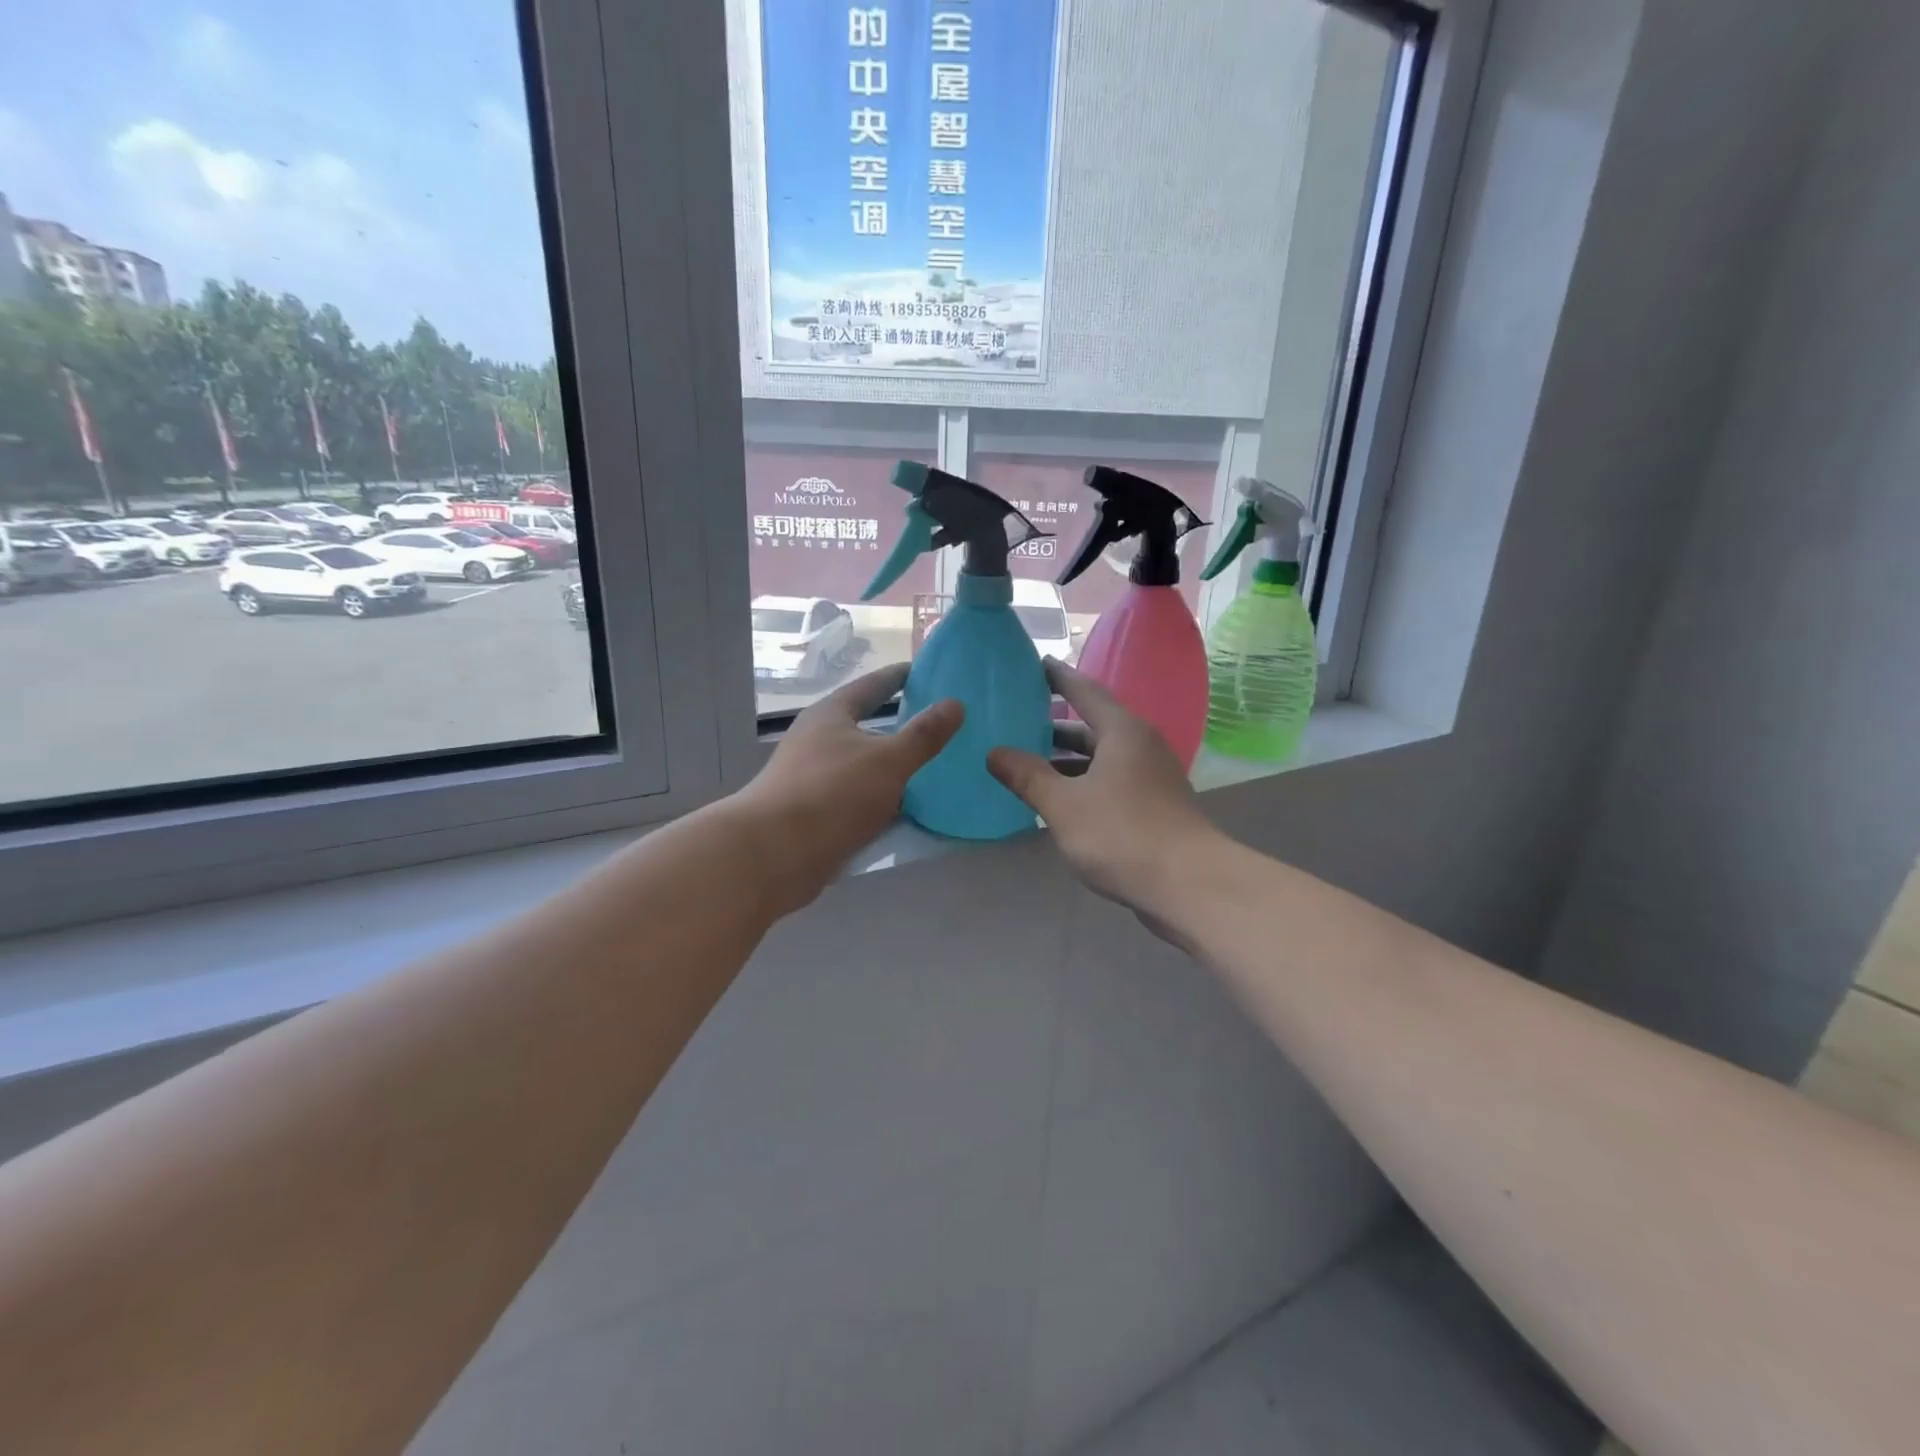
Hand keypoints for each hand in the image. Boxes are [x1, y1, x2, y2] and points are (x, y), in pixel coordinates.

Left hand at [730, 663, 962, 916]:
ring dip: (892, 765)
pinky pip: (859, 797)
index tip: (926, 671)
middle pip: (866, 725)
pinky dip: (883, 798)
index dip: (899, 677)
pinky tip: (909, 808)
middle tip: (940, 722)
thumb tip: (955, 703)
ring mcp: (814, 778)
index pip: (872, 685)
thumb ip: (923, 735)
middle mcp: (819, 740)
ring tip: (933, 766)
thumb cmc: (831, 795)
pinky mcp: (815, 813)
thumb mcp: (887, 761)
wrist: (773, 856)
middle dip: (900, 723)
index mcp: (831, 715)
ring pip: (863, 764)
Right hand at [987, 660, 1217, 916]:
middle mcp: (1140, 745)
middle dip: (1054, 725)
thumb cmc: (1122, 834)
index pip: (1084, 690)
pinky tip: (1059, 800)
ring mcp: (1151, 776)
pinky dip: (1083, 782)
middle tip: (1016, 720)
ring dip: (1067, 759)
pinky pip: (1111, 780)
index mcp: (1122, 731)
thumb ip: (1027, 776)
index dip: (1057, 676)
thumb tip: (994, 753)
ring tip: (1027, 763)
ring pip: (1101, 757)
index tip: (1035, 663)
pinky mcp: (1154, 804)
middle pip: (1092, 725)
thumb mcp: (1064, 805)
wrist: (1188, 884)